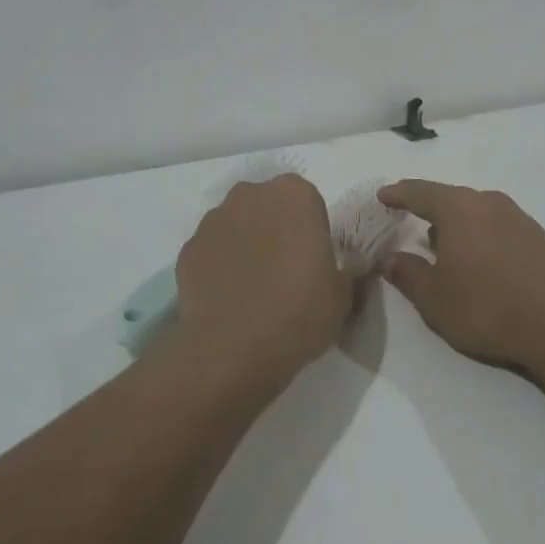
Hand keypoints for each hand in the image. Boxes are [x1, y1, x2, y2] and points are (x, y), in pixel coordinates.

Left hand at [174, 174, 354, 385]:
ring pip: (237, 224)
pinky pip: (212, 249)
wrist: (231, 349)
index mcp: (294, 195)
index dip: (310, 229)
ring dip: (246, 243)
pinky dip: (219, 265)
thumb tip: (355, 263)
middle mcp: (251, 194)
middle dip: (276, 229)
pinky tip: (228, 297)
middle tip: (284, 270)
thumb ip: (350, 270)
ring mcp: (215, 219)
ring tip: (253, 287)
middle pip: (268, 206)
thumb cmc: (298, 313)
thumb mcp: (343, 296)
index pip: (307, 201)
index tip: (312, 260)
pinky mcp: (189, 246)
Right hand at [378, 181, 544, 373]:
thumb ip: (407, 273)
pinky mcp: (536, 235)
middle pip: (449, 197)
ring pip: (474, 210)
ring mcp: (516, 216)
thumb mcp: (434, 298)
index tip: (383, 196)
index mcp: (458, 208)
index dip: (398, 193)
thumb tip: (388, 258)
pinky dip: (478, 233)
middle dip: (426, 207)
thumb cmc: (487, 308)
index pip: (419, 192)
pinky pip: (495, 223)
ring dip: (454, 222)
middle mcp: (487, 202)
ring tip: (440, 243)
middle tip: (408, 218)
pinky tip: (477, 258)